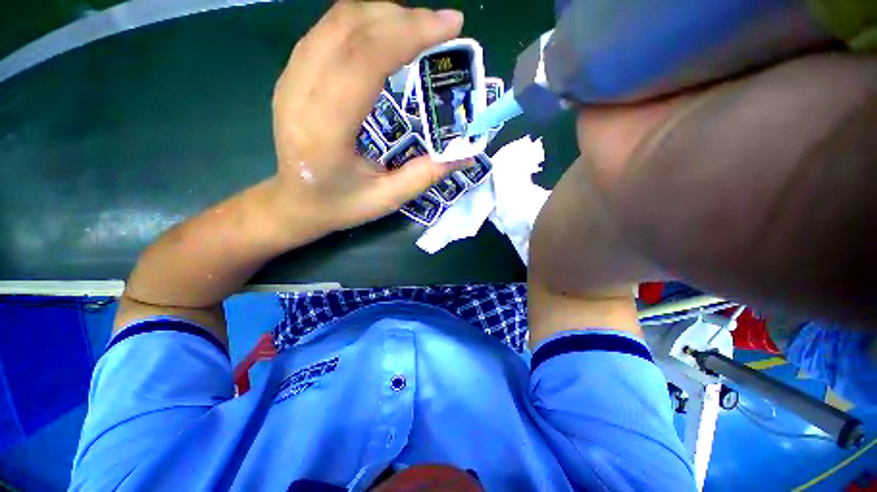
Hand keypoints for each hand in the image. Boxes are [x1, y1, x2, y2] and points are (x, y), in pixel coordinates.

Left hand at [270, 1, 465, 234]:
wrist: (294, 203)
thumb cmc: (339, 205)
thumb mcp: (387, 199)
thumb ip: (425, 176)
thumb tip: (464, 156)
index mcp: (326, 130)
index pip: (365, 60)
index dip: (409, 33)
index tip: (450, 25)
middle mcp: (301, 93)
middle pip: (350, 28)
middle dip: (403, 18)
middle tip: (441, 28)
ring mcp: (291, 78)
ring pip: (337, 21)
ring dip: (384, 15)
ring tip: (419, 30)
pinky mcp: (292, 74)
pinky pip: (328, 31)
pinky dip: (363, 24)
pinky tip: (386, 37)